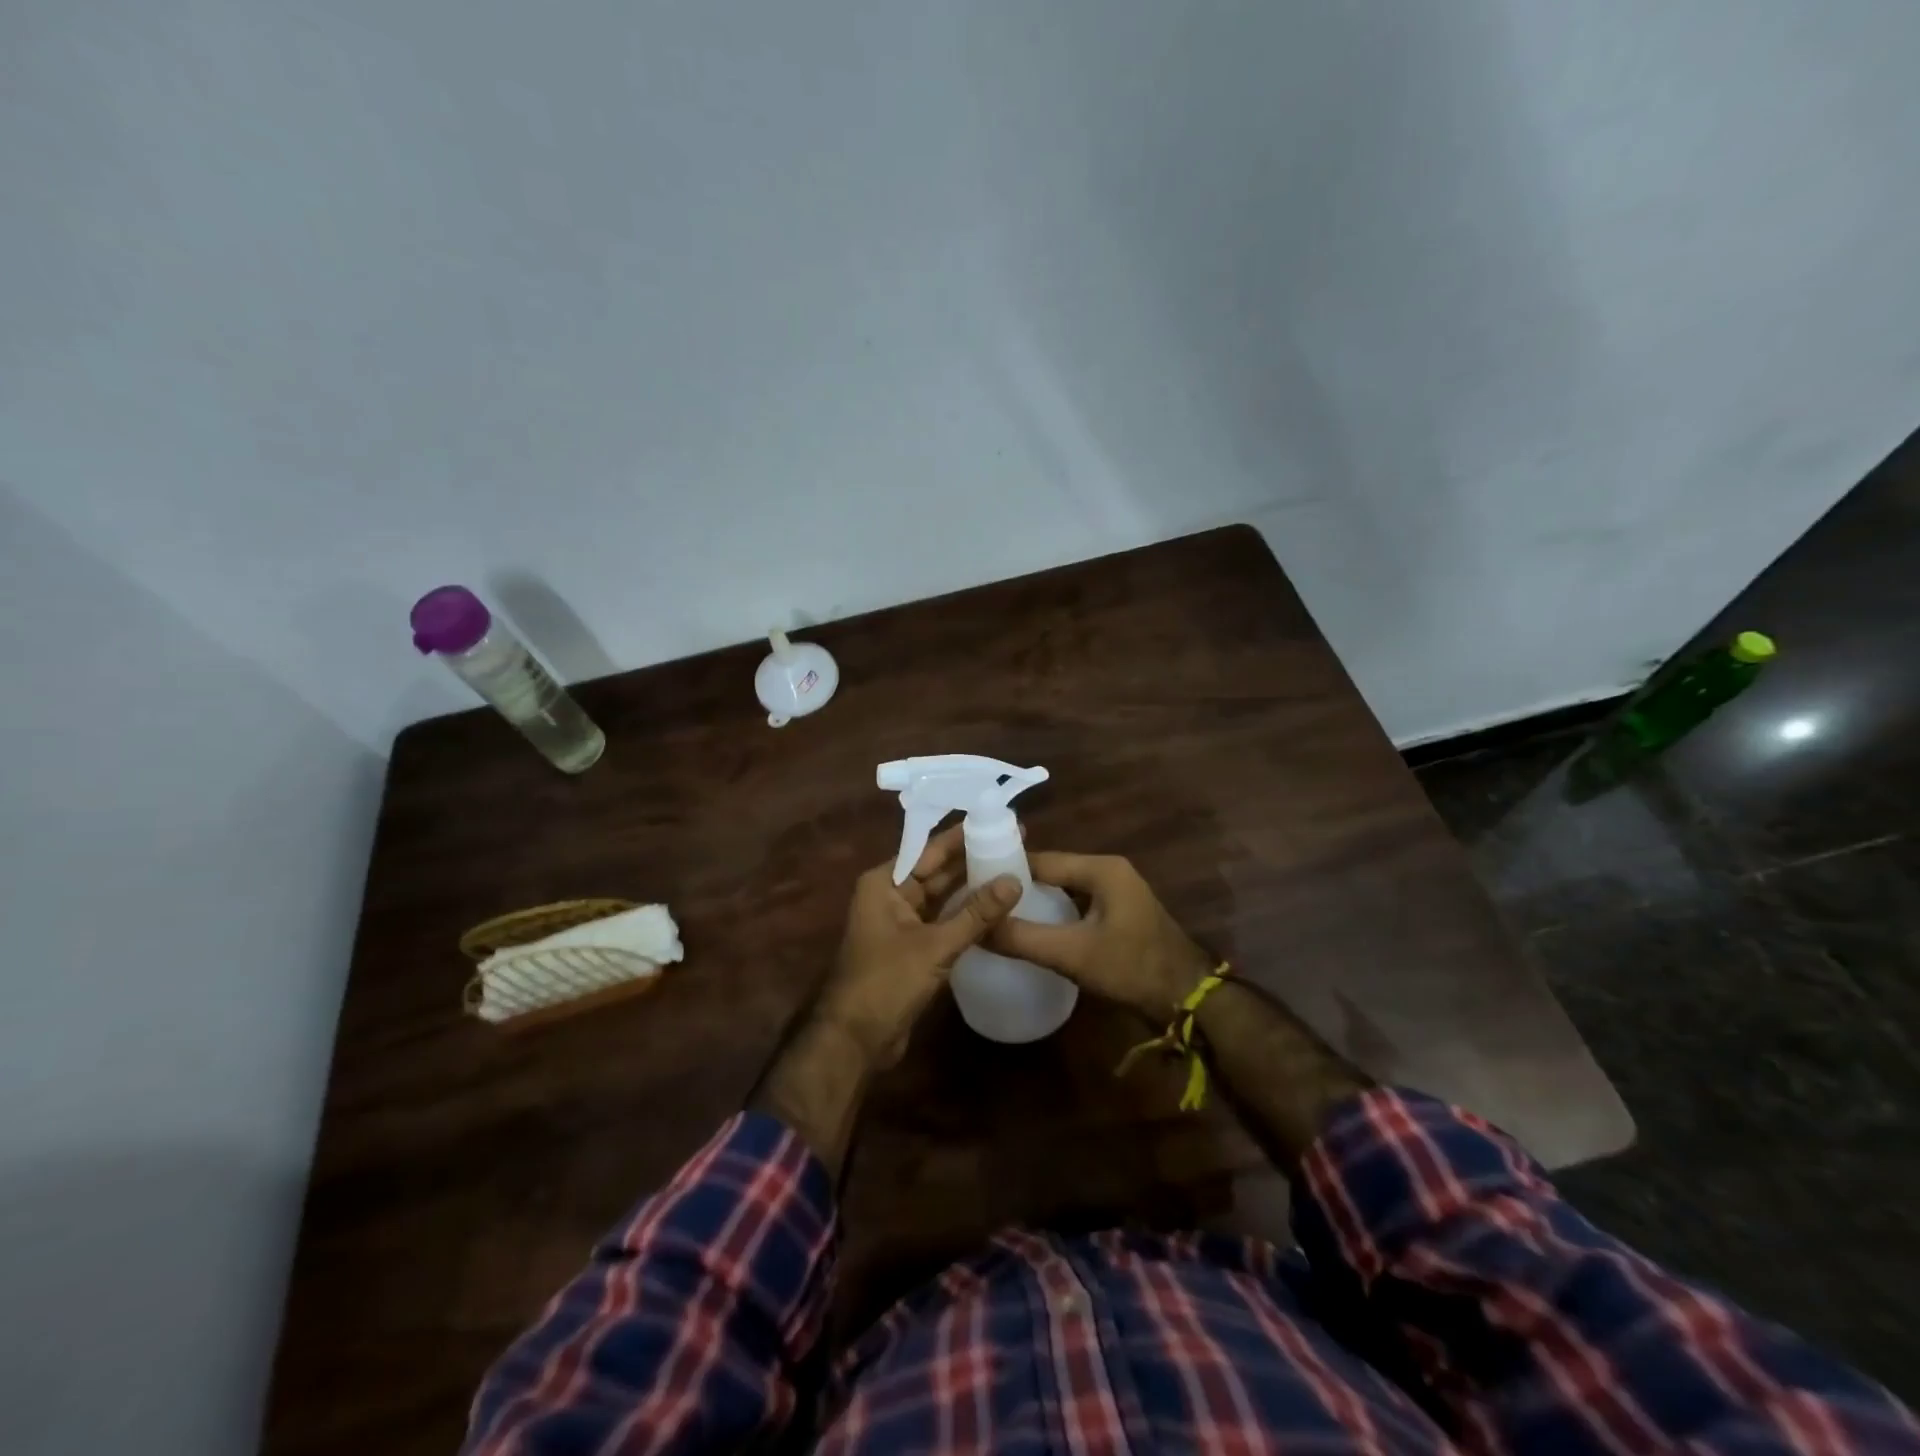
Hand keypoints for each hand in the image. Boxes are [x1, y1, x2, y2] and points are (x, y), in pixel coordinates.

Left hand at [816, 825, 1022, 1066]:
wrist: (854, 1040)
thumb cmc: (886, 982)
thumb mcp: (935, 945)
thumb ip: (976, 914)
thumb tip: (1014, 880)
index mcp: (885, 883)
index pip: (929, 849)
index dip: (963, 835)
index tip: (997, 820)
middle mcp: (891, 895)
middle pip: (936, 870)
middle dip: (972, 858)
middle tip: (1014, 844)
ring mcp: (901, 923)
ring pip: (942, 897)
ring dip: (971, 887)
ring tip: (1012, 869)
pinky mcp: (912, 948)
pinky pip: (942, 920)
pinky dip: (965, 914)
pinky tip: (996, 908)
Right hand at [987, 852, 1213, 1021]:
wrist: (1189, 999)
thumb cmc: (1132, 968)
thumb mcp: (1072, 954)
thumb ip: (1023, 939)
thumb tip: (976, 929)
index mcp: (1101, 868)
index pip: (1041, 860)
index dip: (1007, 870)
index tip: (973, 884)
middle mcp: (1109, 870)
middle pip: (1052, 872)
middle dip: (1019, 886)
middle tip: (981, 903)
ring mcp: (1117, 891)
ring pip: (1064, 889)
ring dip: (1036, 901)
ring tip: (999, 916)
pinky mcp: (1119, 913)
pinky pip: (1077, 903)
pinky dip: (1055, 913)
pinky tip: (1033, 930)